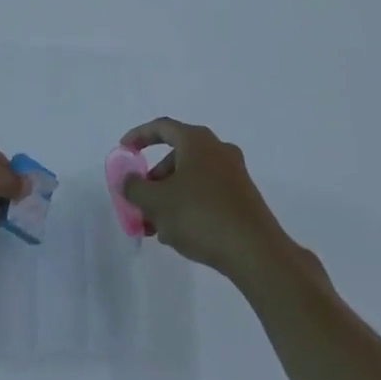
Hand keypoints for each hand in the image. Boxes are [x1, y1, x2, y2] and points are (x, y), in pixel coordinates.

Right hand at [119, 118, 303, 288]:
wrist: (256, 252)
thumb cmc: (201, 216)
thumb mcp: (156, 202)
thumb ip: (134, 187)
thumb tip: (128, 178)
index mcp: (197, 141)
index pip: (162, 127)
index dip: (139, 136)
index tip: (124, 151)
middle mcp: (218, 149)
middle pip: (177, 155)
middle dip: (154, 179)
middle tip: (142, 202)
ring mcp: (234, 173)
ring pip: (191, 178)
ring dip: (170, 197)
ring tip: (158, 228)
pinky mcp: (243, 197)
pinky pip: (207, 193)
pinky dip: (189, 206)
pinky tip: (181, 235)